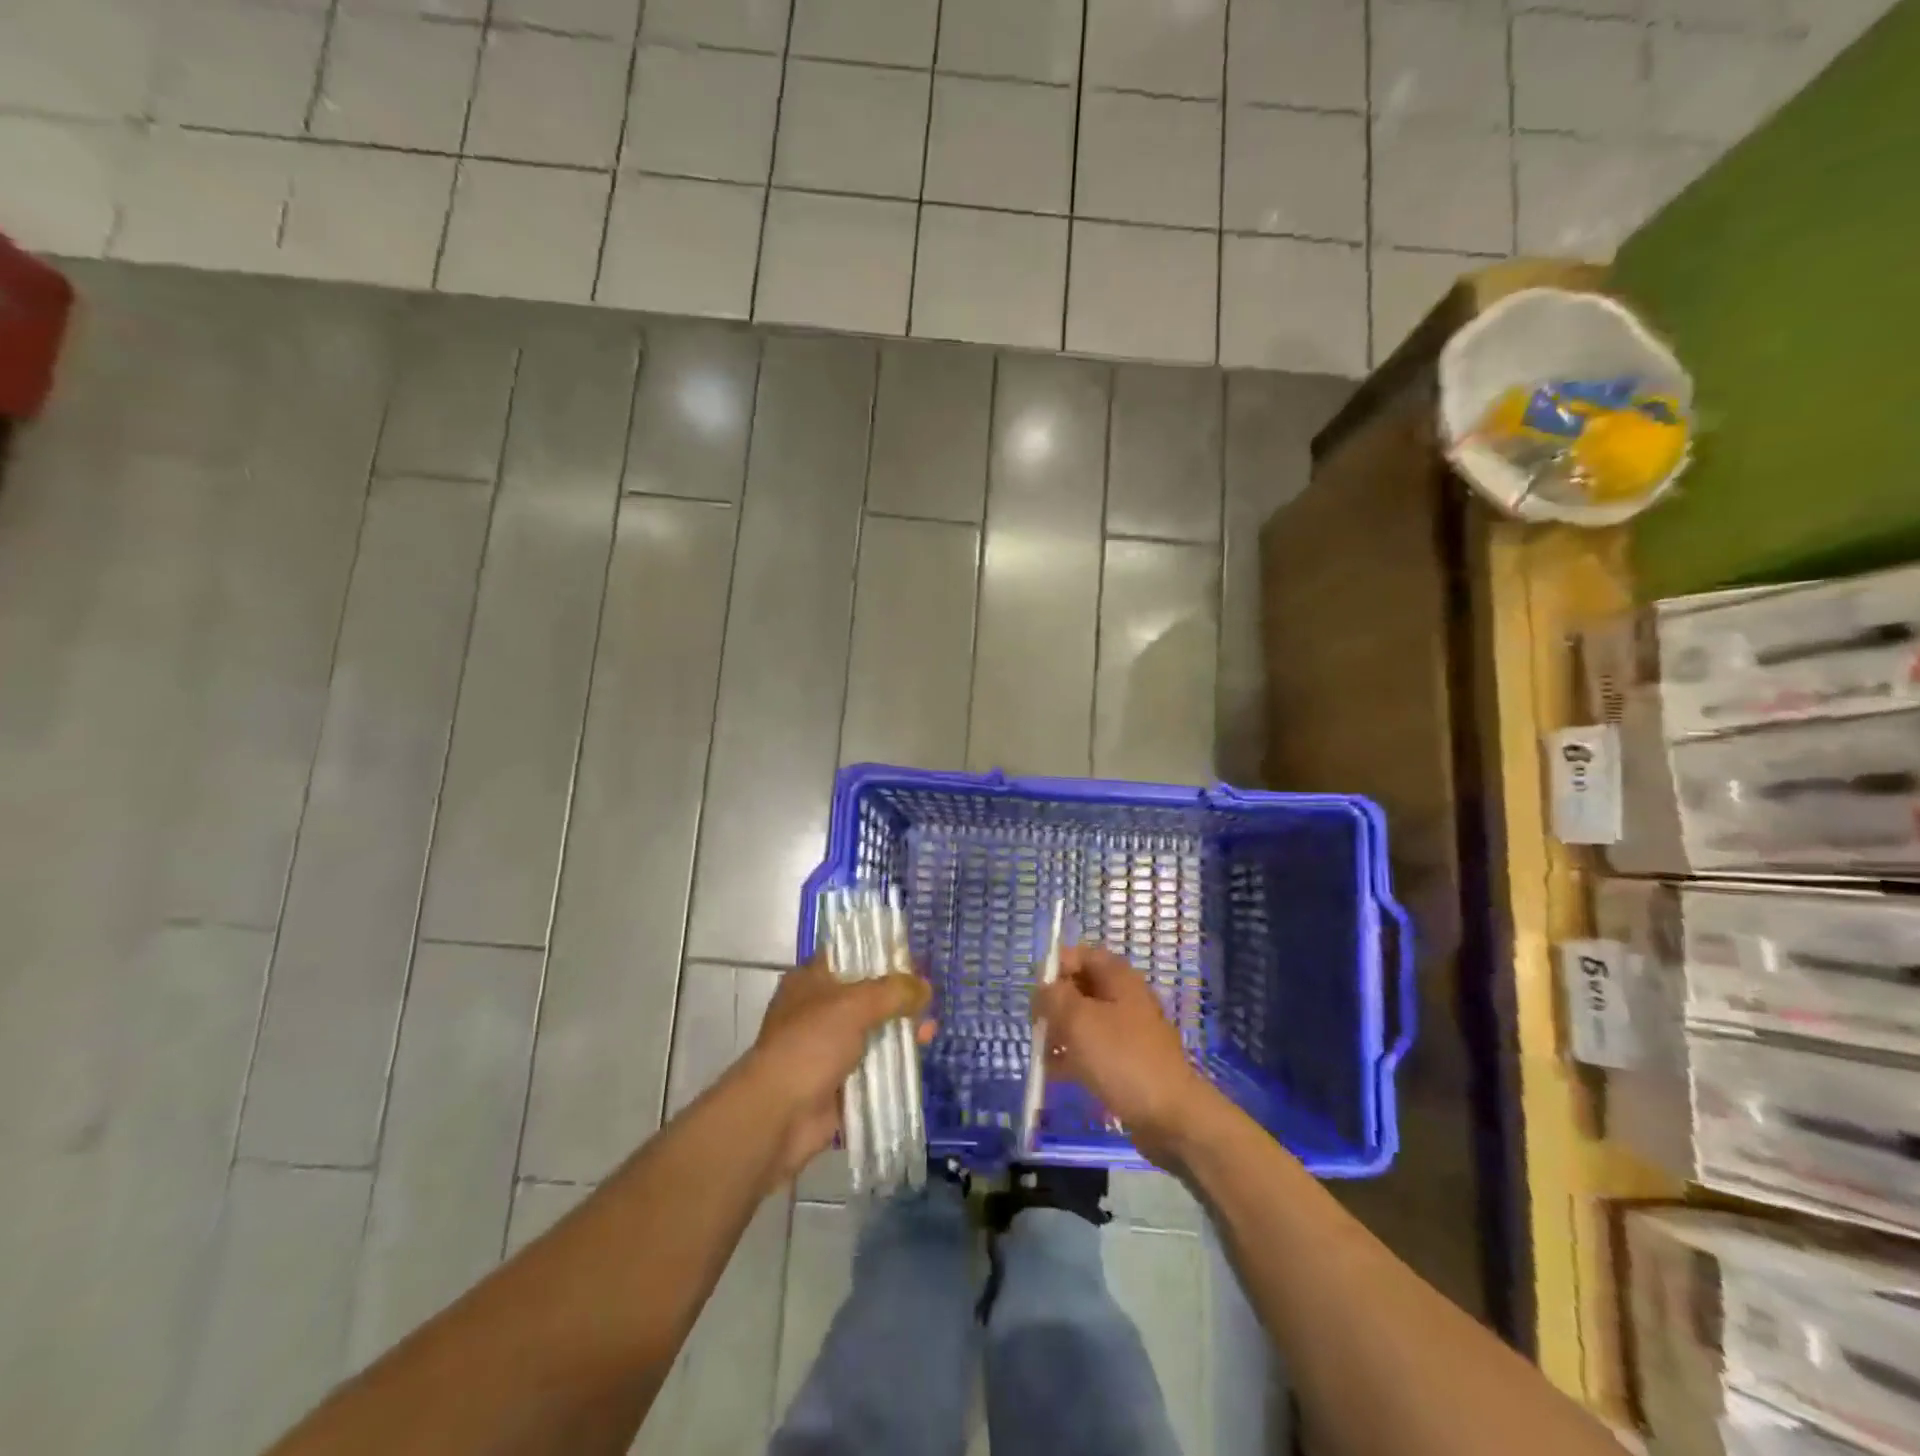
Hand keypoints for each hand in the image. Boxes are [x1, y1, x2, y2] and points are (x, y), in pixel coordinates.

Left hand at [749, 953, 933, 1181]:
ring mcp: (827, 1048)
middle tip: (929, 1000)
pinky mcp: (839, 1081)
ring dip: (899, 1031)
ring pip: (872, 1032)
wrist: (780, 1114)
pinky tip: (919, 1057)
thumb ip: (893, 992)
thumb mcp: (855, 1005)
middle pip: (866, 996)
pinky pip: (873, 1066)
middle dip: (898, 998)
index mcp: (810, 981)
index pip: (849, 957)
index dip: (880, 957)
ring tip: (930, 1030)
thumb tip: (925, 987)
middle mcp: (817, 1010)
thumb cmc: (811, 1044)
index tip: (913, 961)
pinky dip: (893, 1063)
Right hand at [1033, 945, 1214, 1166]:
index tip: (1037, 994)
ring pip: (1084, 1021)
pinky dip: (1073, 1057)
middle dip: (1054, 1004)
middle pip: (1080, 988)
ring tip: (1042, 1053)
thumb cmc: (1122, 1059)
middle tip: (1037, 1026)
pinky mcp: (1128, 1063)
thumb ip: (1053, 997)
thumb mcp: (1078, 1020)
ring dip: (1060, 1033)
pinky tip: (1054, 1074)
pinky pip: (1093, 1050)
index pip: (1081, 955)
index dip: (1055, 967)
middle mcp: (1124, 998)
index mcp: (1118, 978)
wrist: (1171, 1117)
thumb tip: (1043, 989)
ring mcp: (1128, 1032)